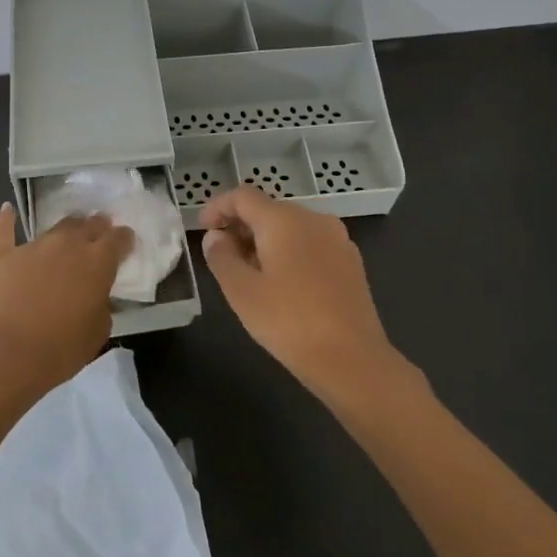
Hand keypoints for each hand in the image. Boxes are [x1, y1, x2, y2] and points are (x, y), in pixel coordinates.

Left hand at [0, 203, 131, 402]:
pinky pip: (4, 230)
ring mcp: (33, 246)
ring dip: (66, 229)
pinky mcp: (3, 255)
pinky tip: (7, 210)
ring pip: (55, 228)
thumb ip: (102, 305)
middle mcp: (68, 245)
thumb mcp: (98, 332)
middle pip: (88, 225)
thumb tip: (95, 297)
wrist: (9, 353)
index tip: (126, 241)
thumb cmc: (62, 349)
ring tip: (69, 231)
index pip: (118, 239)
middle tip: (99, 229)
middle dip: (97, 226)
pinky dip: (6, 219)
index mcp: (98, 262)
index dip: (124, 238)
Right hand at [199, 186, 397, 394]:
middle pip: (268, 209)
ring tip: (249, 273)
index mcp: (284, 220)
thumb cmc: (289, 322)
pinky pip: (311, 244)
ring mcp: (337, 239)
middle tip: (222, 256)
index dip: (218, 207)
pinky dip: (289, 253)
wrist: (353, 361)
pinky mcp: (351, 262)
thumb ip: (221, 257)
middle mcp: (313, 219)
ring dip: (265, 241)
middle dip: (241, 226)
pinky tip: (282, 284)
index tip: (202, 228)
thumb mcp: (242, 291)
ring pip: (291, 228)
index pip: (243, 196)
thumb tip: (216, 237)